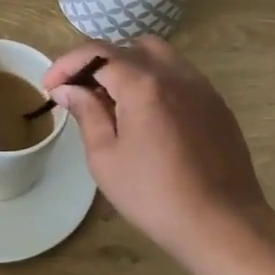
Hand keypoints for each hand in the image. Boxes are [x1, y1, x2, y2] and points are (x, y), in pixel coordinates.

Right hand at [44, 38, 271, 266]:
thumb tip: (68, 89)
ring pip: (157, 55)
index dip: (67, 64)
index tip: (50, 85)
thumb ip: (87, 113)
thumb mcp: (106, 158)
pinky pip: (179, 75)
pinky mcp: (217, 103)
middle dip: (97, 64)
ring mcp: (200, 86)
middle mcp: (173, 73)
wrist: (224, 226)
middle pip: (126, 48)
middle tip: (80, 92)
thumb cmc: (155, 196)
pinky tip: (149, 114)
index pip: (96, 53)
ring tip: (115, 99)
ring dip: (129, 67)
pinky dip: (156, 80)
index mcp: (142, 83)